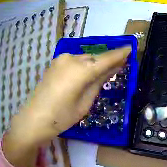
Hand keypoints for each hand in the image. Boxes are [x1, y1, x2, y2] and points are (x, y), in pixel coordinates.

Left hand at [3, 46, 130, 166]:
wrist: (35, 118)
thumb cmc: (62, 116)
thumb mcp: (84, 104)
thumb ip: (98, 83)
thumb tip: (111, 69)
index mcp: (81, 70)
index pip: (106, 59)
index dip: (119, 54)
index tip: (131, 48)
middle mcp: (72, 59)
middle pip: (94, 59)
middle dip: (105, 62)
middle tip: (116, 68)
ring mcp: (61, 59)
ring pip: (84, 59)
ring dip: (93, 65)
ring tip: (98, 76)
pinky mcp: (55, 62)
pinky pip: (74, 62)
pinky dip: (82, 66)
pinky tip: (81, 77)